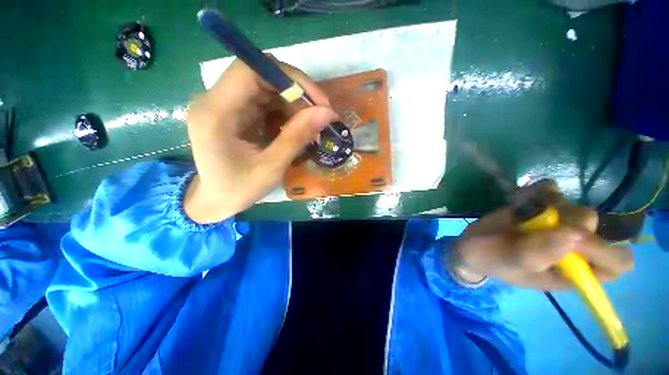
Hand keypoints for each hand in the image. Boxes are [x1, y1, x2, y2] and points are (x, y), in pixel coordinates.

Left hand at [184, 59, 337, 222]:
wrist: (215, 200)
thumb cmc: (238, 189)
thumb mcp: (271, 167)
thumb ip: (297, 137)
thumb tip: (327, 113)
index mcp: (215, 113)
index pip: (251, 70)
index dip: (289, 78)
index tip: (318, 101)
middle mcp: (215, 100)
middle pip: (261, 76)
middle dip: (296, 93)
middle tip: (320, 116)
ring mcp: (225, 104)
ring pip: (267, 87)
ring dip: (293, 104)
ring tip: (310, 126)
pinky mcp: (235, 112)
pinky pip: (265, 101)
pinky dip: (286, 112)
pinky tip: (295, 128)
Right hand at [450, 180, 633, 289]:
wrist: (472, 245)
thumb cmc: (491, 260)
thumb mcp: (509, 263)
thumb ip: (538, 254)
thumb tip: (574, 235)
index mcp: (574, 271)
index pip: (616, 262)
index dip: (603, 250)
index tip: (572, 241)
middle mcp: (573, 246)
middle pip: (592, 224)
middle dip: (564, 221)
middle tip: (533, 224)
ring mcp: (557, 223)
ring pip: (573, 204)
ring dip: (546, 204)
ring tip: (520, 213)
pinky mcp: (540, 207)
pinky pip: (551, 189)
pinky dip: (537, 191)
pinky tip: (519, 199)